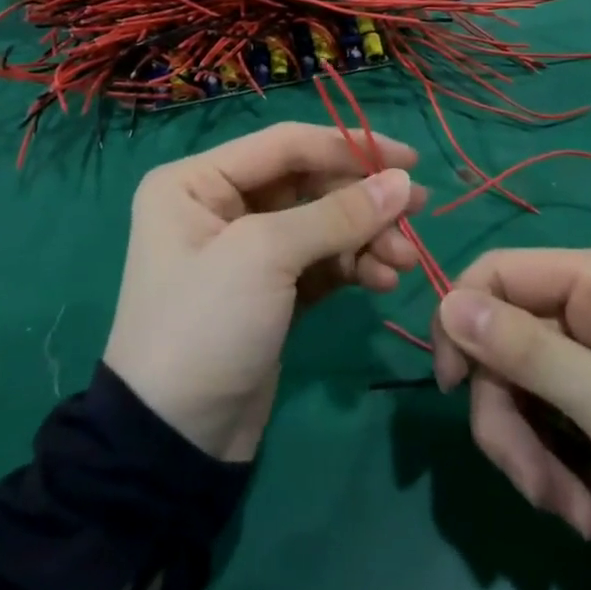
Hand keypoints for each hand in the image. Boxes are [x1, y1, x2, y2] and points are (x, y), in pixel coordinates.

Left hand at [104, 122, 424, 462]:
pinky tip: (384, 279)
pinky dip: (354, 265)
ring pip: (322, 224)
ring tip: (403, 261)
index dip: (349, 146)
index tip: (408, 160)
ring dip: (366, 237)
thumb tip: (403, 182)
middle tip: (417, 212)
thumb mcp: (266, 257)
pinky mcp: (272, 290)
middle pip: (309, 184)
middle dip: (362, 201)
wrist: (173, 444)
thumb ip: (338, 214)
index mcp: (197, 180)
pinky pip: (322, 261)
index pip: (286, 144)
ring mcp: (248, 250)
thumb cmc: (206, 325)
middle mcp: (220, 205)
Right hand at [431, 248, 590, 576]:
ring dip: (536, 455)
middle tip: (541, 492)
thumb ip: (531, 355)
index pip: (499, 273)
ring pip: (524, 386)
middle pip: (506, 341)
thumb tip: (448, 303)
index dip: (463, 323)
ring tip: (582, 517)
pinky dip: (560, 464)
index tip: (454, 392)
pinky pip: (553, 415)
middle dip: (511, 419)